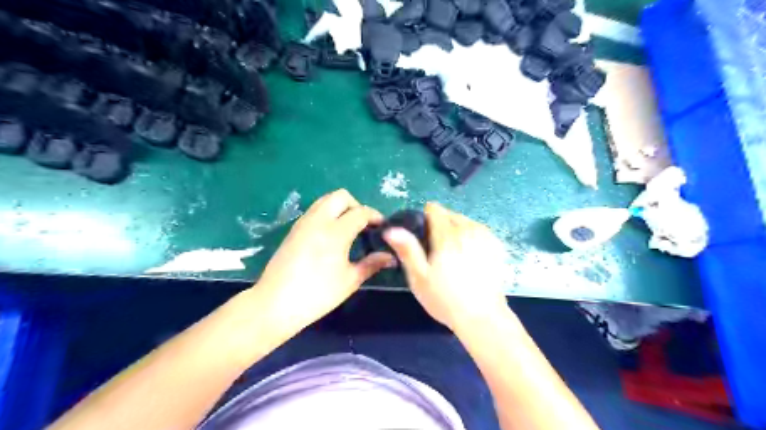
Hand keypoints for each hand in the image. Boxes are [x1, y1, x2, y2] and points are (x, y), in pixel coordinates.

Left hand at [254, 190, 393, 333]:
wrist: (275, 304)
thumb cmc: (317, 294)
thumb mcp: (349, 280)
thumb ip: (372, 264)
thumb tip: (391, 256)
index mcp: (335, 232)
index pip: (361, 212)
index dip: (375, 216)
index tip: (383, 227)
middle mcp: (318, 220)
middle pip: (341, 196)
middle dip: (357, 205)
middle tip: (363, 225)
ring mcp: (303, 223)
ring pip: (325, 200)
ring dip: (341, 207)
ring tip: (348, 228)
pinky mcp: (294, 229)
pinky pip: (315, 210)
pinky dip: (327, 214)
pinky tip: (331, 235)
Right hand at [383, 202, 507, 331]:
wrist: (482, 317)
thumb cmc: (445, 298)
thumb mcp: (419, 277)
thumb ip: (407, 250)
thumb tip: (391, 229)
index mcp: (447, 235)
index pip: (435, 210)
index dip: (425, 218)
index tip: (423, 235)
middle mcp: (468, 230)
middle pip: (450, 214)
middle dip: (441, 224)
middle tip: (436, 249)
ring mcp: (485, 236)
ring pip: (465, 220)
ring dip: (456, 229)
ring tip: (452, 253)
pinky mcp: (496, 245)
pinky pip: (478, 230)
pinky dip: (471, 236)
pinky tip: (469, 254)